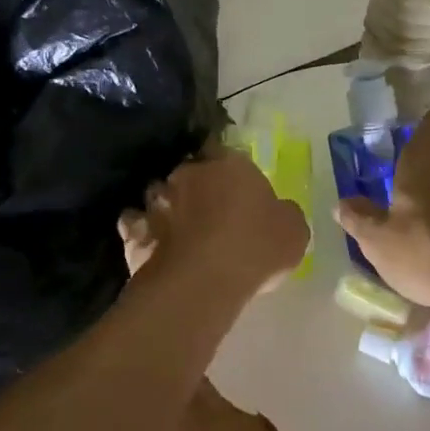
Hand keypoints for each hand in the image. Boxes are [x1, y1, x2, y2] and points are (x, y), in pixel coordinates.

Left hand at [119, 145, 309, 298]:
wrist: (202, 281)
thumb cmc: (256, 247)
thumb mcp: (294, 230)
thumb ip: (284, 213)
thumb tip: (278, 212)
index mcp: (228, 163)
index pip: (222, 149)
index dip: (227, 168)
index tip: (234, 187)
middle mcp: (188, 173)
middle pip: (189, 173)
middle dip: (195, 188)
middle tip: (209, 213)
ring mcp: (157, 201)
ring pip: (159, 195)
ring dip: (167, 208)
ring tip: (179, 232)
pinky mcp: (135, 231)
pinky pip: (137, 225)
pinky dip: (143, 233)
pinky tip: (154, 248)